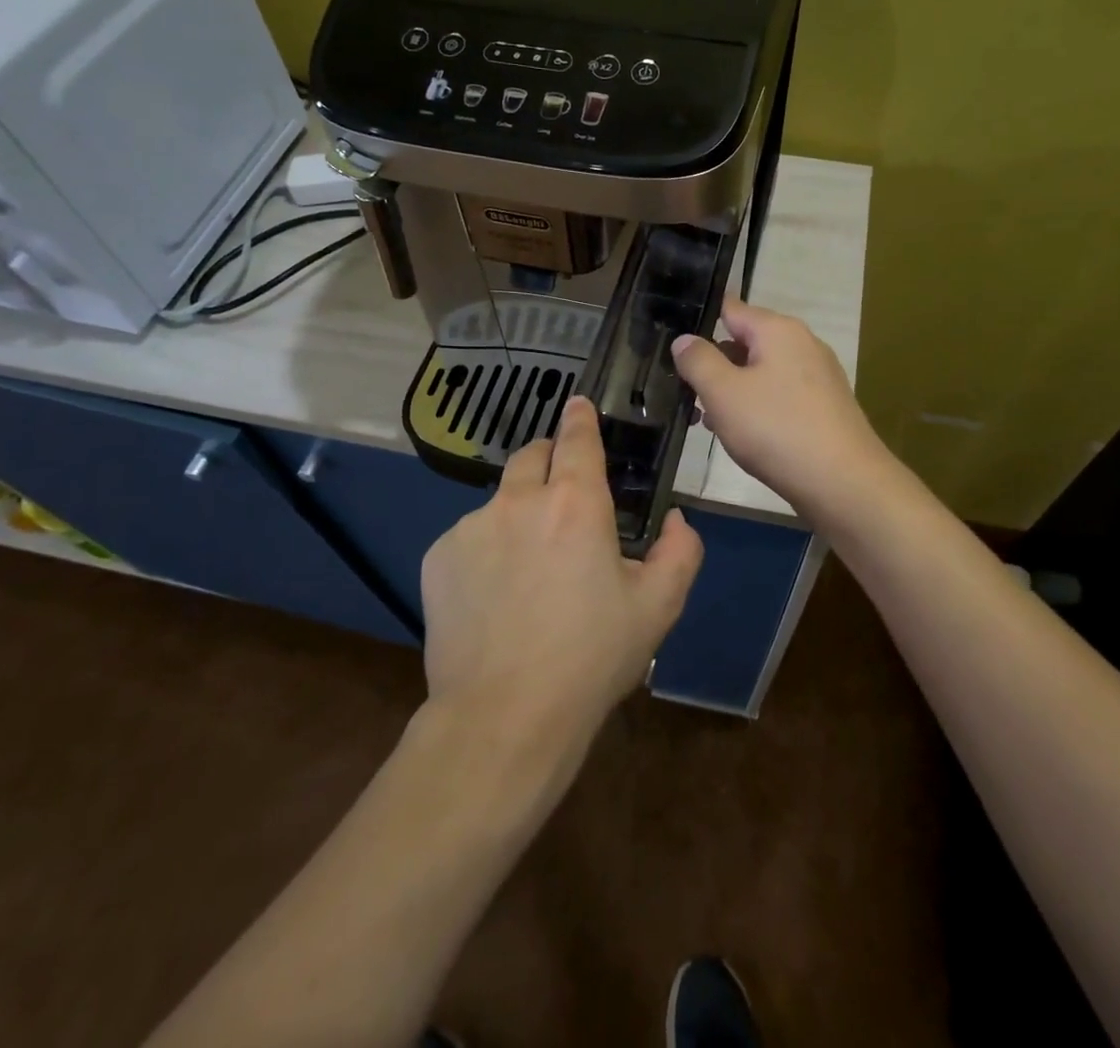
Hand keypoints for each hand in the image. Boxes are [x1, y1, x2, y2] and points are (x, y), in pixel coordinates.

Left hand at [419, 395, 703, 746]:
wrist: (504, 717)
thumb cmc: (591, 659)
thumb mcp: (657, 608)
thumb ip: (679, 552)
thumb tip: (675, 519)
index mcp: (575, 504)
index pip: (577, 438)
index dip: (580, 417)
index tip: (578, 403)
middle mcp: (519, 501)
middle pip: (532, 455)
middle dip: (550, 459)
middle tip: (564, 494)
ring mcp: (472, 527)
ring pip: (501, 500)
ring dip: (519, 512)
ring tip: (529, 566)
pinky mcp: (439, 556)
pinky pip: (470, 536)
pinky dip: (487, 548)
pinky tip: (495, 595)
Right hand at [671, 297, 892, 523]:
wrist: (843, 482)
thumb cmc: (776, 429)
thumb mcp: (723, 393)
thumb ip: (698, 361)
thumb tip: (684, 339)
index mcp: (778, 330)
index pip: (731, 309)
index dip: (701, 323)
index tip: (675, 344)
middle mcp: (803, 344)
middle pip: (746, 342)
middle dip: (714, 364)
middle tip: (683, 390)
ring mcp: (818, 376)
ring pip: (762, 373)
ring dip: (732, 391)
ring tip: (705, 419)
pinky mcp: (825, 407)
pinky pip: (780, 396)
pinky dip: (757, 408)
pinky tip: (741, 435)